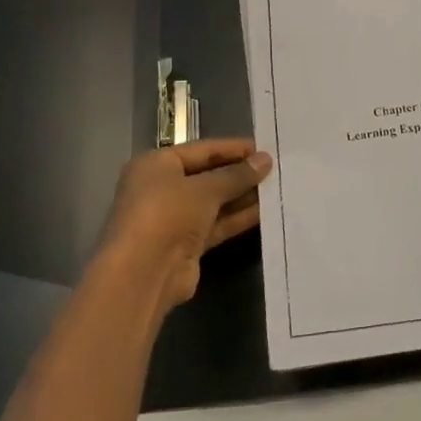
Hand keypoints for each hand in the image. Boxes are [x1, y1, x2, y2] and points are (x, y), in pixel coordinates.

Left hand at [92, 139, 272, 316]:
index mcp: (156, 165)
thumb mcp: (205, 189)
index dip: (233, 148)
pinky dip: (237, 218)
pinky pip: (216, 225)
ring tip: (276, 188)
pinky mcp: (186, 244)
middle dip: (240, 173)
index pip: (202, 150)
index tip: (265, 147)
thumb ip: (237, 175)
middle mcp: (161, 189)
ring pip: (214, 202)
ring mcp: (173, 218)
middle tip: (275, 169)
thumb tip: (265, 160)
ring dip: (242, 196)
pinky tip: (265, 212)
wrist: (143, 274)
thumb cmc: (167, 215)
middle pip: (208, 176)